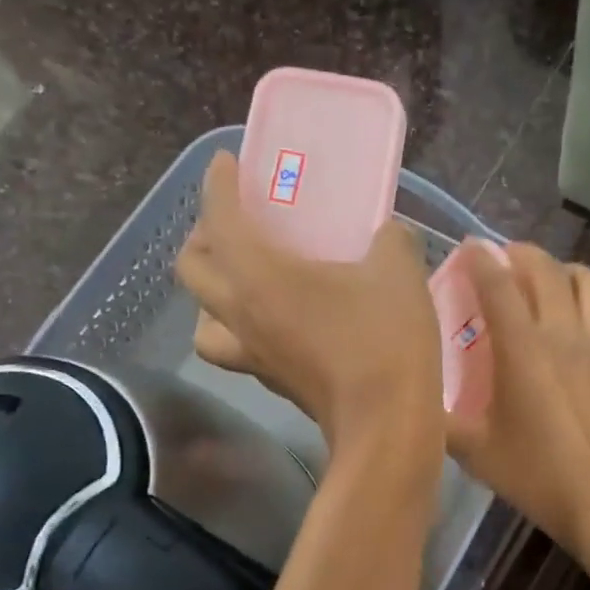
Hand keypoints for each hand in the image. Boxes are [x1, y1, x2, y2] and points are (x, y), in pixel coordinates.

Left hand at [177, 152, 442, 463]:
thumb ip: (388, 238)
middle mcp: (241, 315)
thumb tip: (386, 233)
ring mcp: (253, 355)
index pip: (220, 219)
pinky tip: (276, 323)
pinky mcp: (273, 383)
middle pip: (191, 270)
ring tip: (242, 281)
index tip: (226, 165)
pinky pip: (236, 348)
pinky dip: (242, 328)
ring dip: (212, 294)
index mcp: (259, 277)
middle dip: (203, 237)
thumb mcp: (398, 270)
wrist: (387, 424)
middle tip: (234, 224)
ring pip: (203, 320)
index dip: (218, 185)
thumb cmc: (385, 340)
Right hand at [446, 243, 589, 550]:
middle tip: (506, 259)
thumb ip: (438, 420)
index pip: (498, 286)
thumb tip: (413, 402)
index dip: (481, 259)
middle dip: (524, 254)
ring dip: (571, 271)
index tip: (469, 247)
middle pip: (547, 272)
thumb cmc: (532, 473)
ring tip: (553, 277)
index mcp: (522, 349)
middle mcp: (564, 336)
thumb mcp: (471, 449)